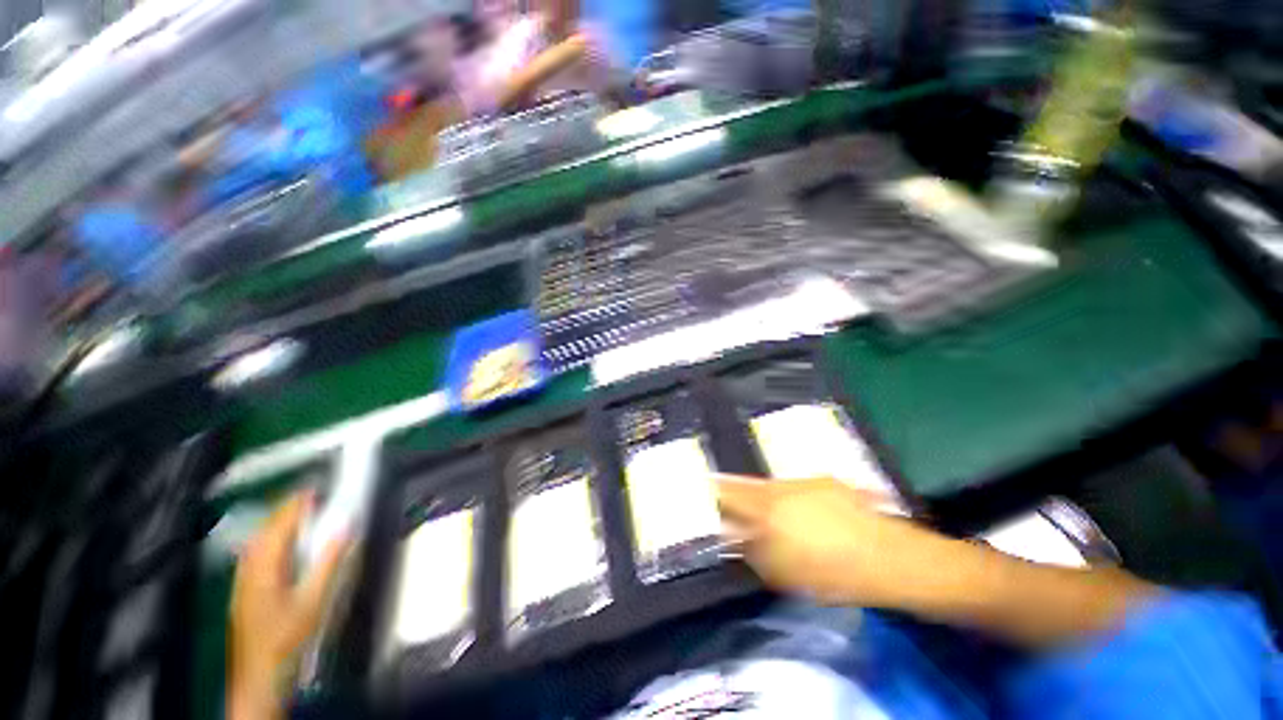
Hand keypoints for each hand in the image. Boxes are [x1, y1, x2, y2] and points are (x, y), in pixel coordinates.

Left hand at [228, 492, 348, 719]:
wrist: (259, 678)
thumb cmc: (288, 638)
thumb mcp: (314, 600)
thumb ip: (329, 560)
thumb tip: (345, 525)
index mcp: (264, 565)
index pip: (281, 522)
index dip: (299, 502)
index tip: (319, 487)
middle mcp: (248, 567)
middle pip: (266, 527)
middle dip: (289, 509)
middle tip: (316, 497)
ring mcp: (243, 579)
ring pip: (259, 540)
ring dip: (280, 523)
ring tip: (302, 514)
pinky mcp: (244, 589)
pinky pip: (256, 553)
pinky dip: (272, 539)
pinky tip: (282, 545)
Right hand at [717, 475, 937, 606]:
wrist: (889, 559)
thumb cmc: (832, 574)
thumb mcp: (783, 573)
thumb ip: (750, 551)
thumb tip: (729, 536)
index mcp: (766, 508)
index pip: (726, 493)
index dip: (710, 492)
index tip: (699, 494)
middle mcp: (779, 487)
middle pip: (743, 483)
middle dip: (729, 492)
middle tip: (723, 502)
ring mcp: (802, 482)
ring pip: (767, 485)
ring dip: (757, 496)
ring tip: (762, 514)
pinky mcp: (823, 481)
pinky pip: (791, 486)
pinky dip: (784, 497)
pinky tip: (797, 513)